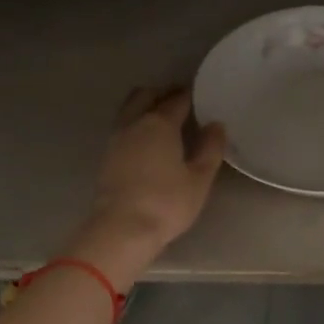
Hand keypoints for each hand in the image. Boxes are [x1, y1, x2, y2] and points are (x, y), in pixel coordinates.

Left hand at [74, 87, 227, 282]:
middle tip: (180, 99)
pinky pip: (123, 126)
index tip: (200, 95)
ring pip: (130, 109)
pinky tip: (146, 139)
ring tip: (162, 116)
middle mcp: (135, 124)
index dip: (189, 95)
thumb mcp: (199, 179)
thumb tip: (216, 125)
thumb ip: (210, 149)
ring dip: (145, 106)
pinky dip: (135, 123)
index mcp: (160, 124)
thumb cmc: (166, 203)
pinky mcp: (107, 156)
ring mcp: (116, 139)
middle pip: (146, 96)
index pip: (177, 100)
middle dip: (163, 93)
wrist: (121, 229)